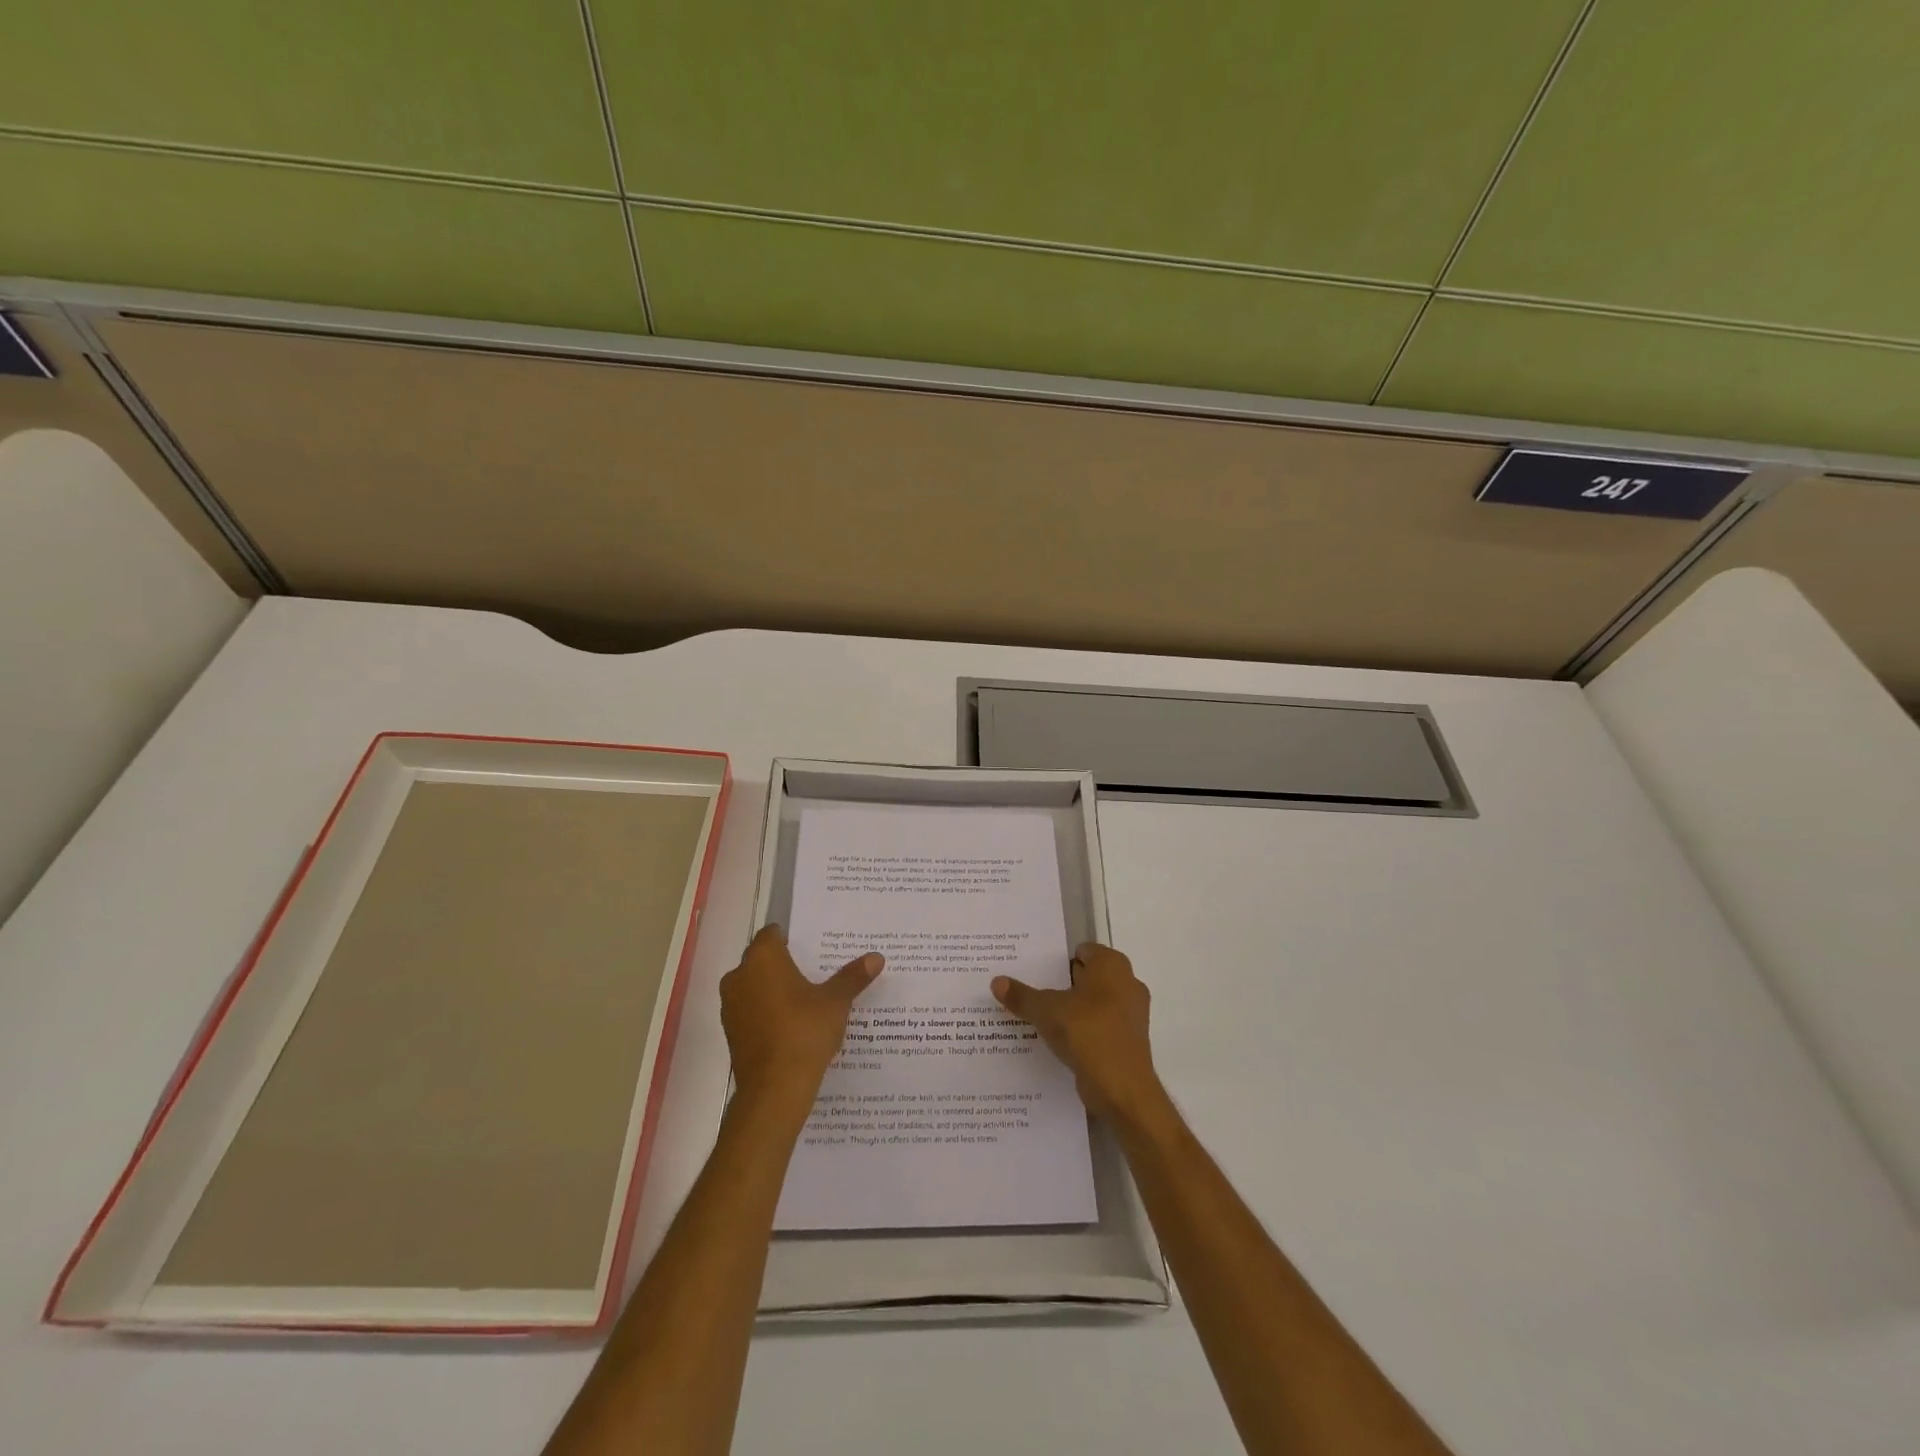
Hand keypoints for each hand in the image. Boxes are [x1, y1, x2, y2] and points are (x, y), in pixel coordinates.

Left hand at [720, 924, 882, 1102]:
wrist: (774, 1090)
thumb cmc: (804, 1032)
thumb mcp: (835, 1002)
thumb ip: (852, 977)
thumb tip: (876, 958)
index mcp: (762, 959)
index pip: (772, 934)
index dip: (792, 938)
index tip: (813, 947)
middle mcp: (739, 976)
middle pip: (762, 959)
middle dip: (785, 964)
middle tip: (816, 971)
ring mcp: (731, 1006)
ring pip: (755, 986)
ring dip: (774, 989)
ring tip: (807, 999)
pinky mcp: (731, 1032)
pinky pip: (751, 1010)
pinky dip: (767, 1012)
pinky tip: (792, 1025)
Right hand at [992, 943, 1161, 1121]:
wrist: (1122, 1088)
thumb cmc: (1087, 1032)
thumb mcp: (1046, 1010)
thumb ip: (1022, 995)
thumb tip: (996, 981)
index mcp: (1112, 965)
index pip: (1081, 951)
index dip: (1056, 959)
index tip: (1033, 970)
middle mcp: (1127, 983)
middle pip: (1087, 976)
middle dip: (1061, 984)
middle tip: (1030, 990)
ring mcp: (1131, 1014)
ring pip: (1093, 1003)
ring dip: (1071, 1010)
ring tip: (1039, 1017)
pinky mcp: (1128, 1041)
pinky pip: (1100, 1027)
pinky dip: (1082, 1031)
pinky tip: (1057, 1041)